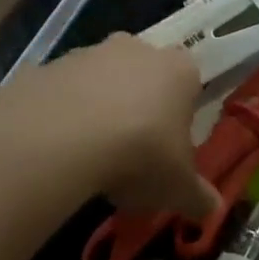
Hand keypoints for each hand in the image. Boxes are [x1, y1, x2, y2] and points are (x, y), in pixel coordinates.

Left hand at [48, 35, 218, 219]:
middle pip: (143, 75)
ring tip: (89, 157)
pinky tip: (56, 150)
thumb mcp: (177, 187)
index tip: (170, 147)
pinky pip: (59, 93)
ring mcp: (88, 54)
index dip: (180, 115)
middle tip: (132, 151)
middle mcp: (136, 50)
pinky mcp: (46, 66)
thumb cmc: (141, 155)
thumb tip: (213, 209)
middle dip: (139, 107)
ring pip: (99, 81)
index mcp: (179, 70)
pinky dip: (60, 116)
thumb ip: (198, 196)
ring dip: (97, 109)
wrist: (61, 139)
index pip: (189, 83)